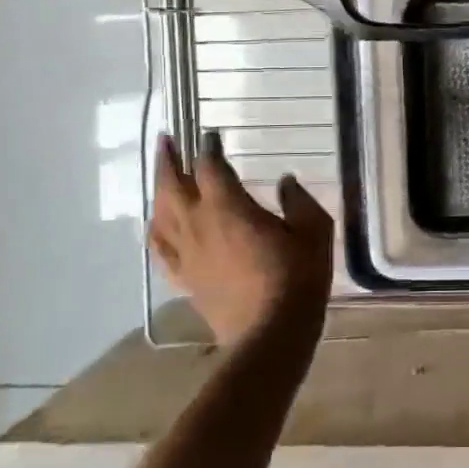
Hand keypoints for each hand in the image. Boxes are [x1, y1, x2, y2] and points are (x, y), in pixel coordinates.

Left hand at [148, 131, 333, 347]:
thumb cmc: (297, 276)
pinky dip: (155, 230)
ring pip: (160, 214)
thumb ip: (298, 200)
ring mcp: (186, 253)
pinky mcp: (184, 278)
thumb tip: (286, 181)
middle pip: (172, 184)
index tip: (211, 135)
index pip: (210, 166)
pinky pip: (160, 248)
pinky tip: (155, 224)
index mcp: (228, 206)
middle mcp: (198, 223)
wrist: (271, 332)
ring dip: (159, 189)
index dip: (208, 147)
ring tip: (162, 176)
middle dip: (169, 160)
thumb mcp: (313, 230)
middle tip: (167, 140)